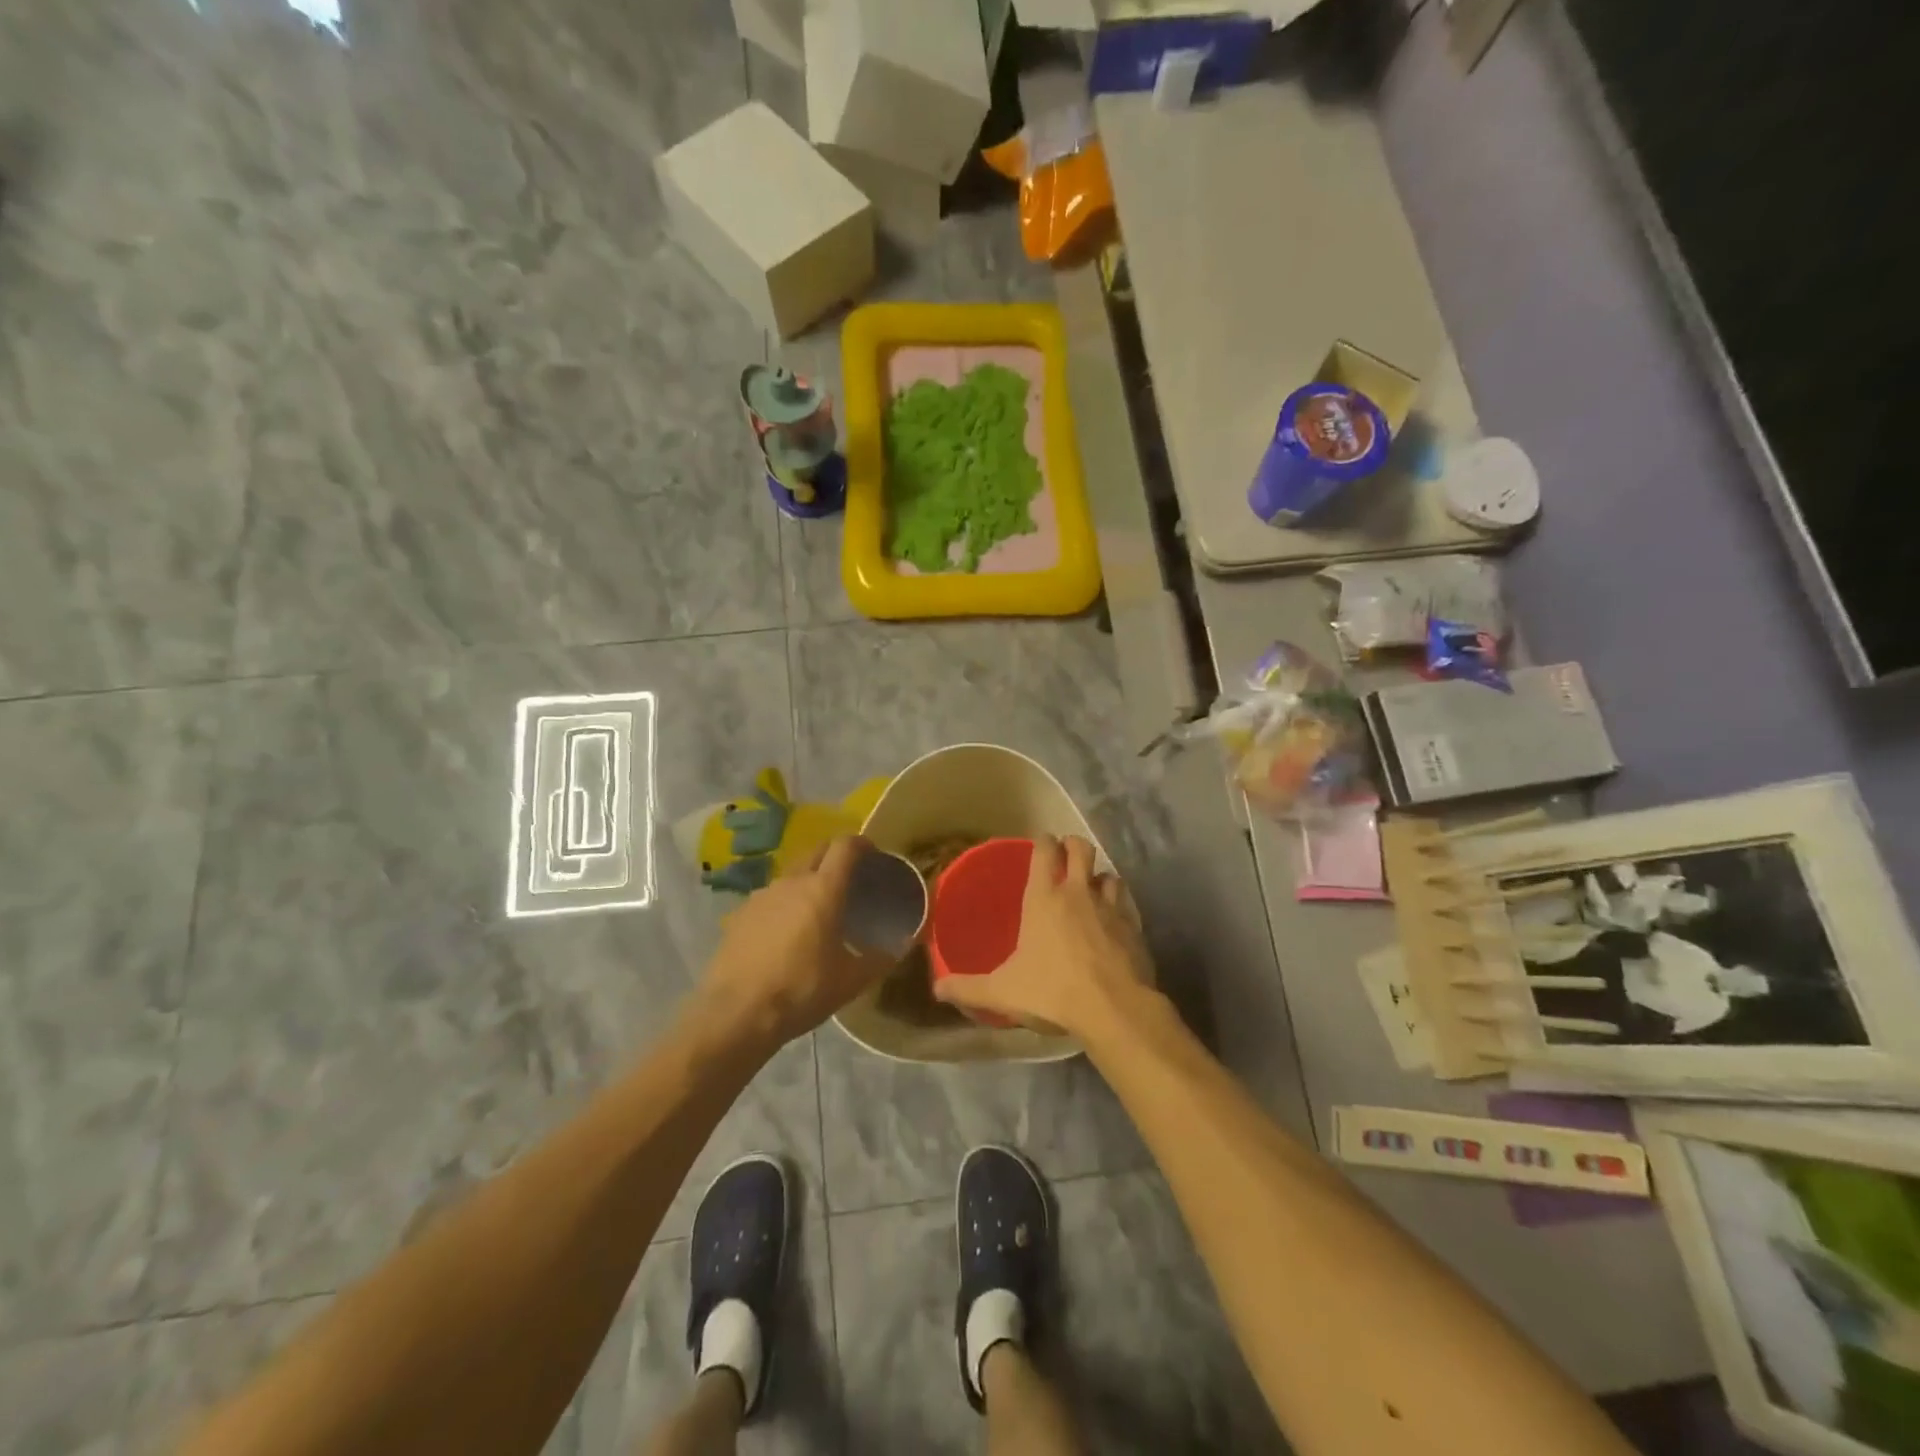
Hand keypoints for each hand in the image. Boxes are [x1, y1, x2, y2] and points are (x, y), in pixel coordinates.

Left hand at [697, 837, 893, 1052]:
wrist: (736, 1013)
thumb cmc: (802, 990)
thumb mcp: (851, 980)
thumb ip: (880, 958)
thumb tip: (902, 946)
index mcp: (823, 888)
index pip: (845, 846)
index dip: (861, 844)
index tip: (873, 853)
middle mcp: (791, 881)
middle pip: (816, 851)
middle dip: (835, 856)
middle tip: (849, 878)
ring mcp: (761, 896)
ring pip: (791, 874)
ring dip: (807, 880)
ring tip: (817, 908)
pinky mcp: (739, 914)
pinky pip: (770, 898)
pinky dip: (784, 904)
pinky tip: (785, 932)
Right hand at [931, 835, 1154, 1040]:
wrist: (1114, 1008)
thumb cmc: (1052, 991)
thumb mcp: (1002, 991)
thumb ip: (968, 988)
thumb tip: (937, 989)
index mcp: (1044, 898)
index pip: (1044, 850)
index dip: (1042, 841)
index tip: (1039, 844)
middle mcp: (1078, 892)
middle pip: (1080, 848)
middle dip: (1072, 846)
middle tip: (1064, 857)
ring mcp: (1110, 907)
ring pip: (1107, 874)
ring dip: (1098, 877)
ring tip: (1091, 889)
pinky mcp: (1133, 926)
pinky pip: (1125, 903)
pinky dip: (1118, 904)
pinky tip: (1113, 920)